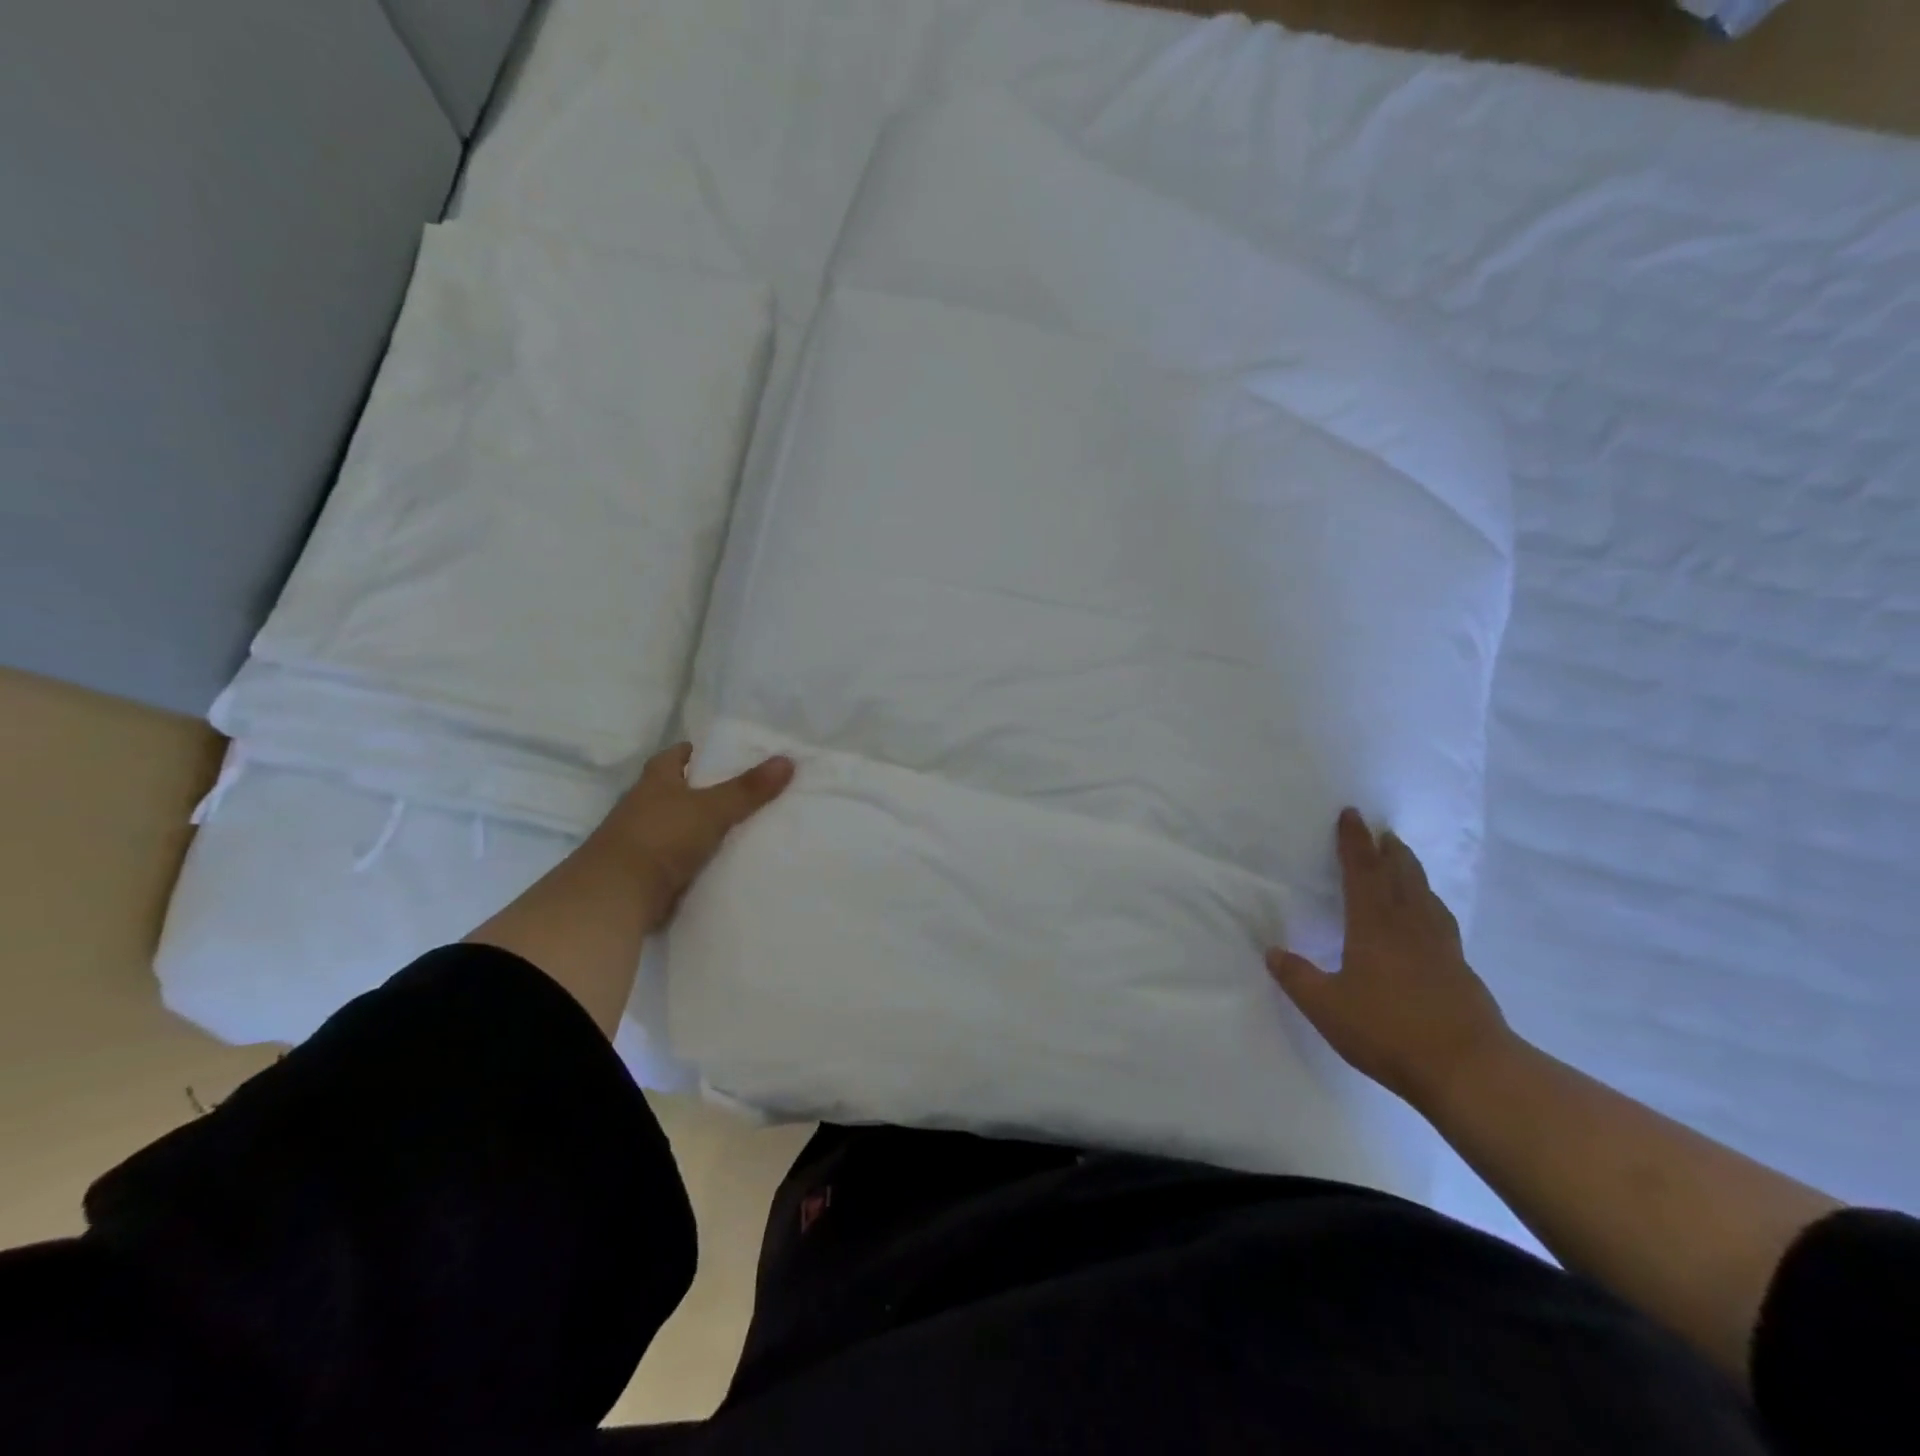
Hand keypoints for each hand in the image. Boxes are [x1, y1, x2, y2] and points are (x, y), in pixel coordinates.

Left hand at [589, 743, 794, 926]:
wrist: (617, 895)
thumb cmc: (662, 837)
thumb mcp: (712, 809)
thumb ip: (748, 788)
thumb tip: (787, 759)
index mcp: (655, 781)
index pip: (676, 756)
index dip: (697, 752)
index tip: (723, 755)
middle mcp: (643, 805)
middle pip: (676, 790)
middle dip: (703, 790)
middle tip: (744, 791)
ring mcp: (640, 840)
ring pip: (677, 825)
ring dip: (698, 826)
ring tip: (739, 827)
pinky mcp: (643, 872)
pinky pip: (676, 857)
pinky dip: (694, 858)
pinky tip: (719, 862)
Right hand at [1266, 809, 1512, 1110]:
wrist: (1469, 1069)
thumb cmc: (1388, 1031)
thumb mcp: (1326, 1007)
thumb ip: (1297, 977)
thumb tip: (1272, 952)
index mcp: (1373, 926)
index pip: (1361, 872)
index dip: (1353, 842)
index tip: (1351, 815)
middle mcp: (1409, 926)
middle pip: (1400, 876)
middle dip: (1388, 850)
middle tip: (1381, 831)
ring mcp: (1440, 947)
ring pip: (1425, 896)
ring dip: (1412, 872)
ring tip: (1404, 861)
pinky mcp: (1460, 970)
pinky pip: (1440, 921)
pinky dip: (1429, 904)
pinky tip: (1429, 917)